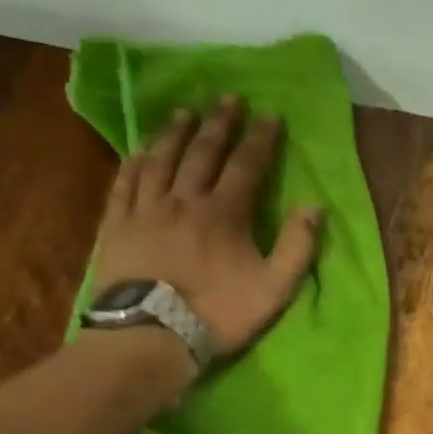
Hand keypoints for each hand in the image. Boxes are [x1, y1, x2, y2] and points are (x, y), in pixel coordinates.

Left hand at [90, 96, 322, 357]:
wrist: (153, 334)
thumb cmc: (219, 313)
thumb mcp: (274, 288)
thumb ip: (297, 247)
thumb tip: (313, 207)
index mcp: (224, 213)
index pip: (246, 165)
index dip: (260, 139)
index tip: (270, 116)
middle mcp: (184, 199)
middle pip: (202, 152)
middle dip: (219, 123)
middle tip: (228, 98)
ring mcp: (146, 208)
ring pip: (161, 158)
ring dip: (176, 132)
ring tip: (185, 112)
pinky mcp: (118, 223)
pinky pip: (126, 181)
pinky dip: (135, 160)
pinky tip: (140, 149)